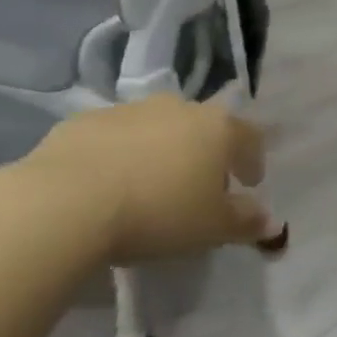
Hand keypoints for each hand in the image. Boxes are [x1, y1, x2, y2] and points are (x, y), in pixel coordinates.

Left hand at [13, 95, 280, 263]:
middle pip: (202, 127)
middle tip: (198, 185)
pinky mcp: (83, 121)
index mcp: (217, 128)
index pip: (250, 137)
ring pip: (157, 128)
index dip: (253, 160)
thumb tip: (270, 222)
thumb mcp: (212, 228)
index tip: (249, 183)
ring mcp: (129, 110)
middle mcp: (178, 107)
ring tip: (149, 185)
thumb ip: (245, 222)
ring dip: (160, 150)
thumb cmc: (158, 213)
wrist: (65, 203)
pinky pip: (113, 137)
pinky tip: (107, 184)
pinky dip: (119, 154)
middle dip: (205, 152)